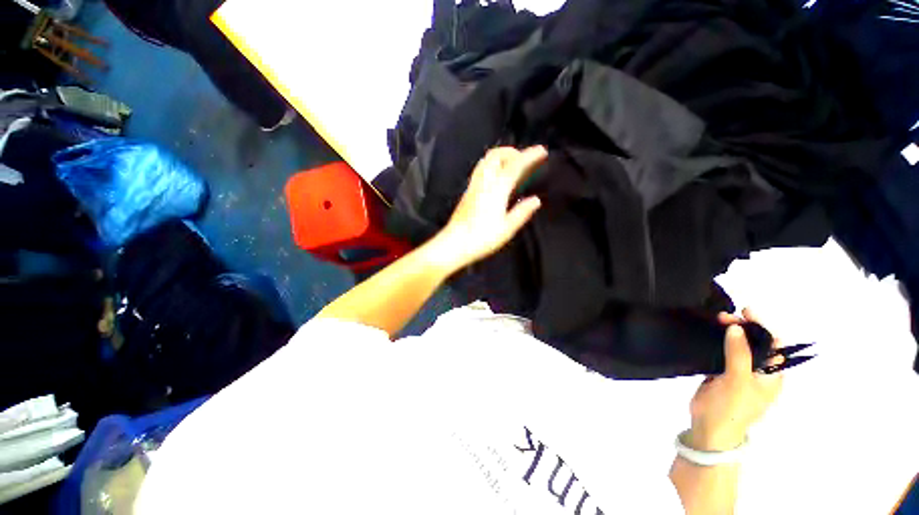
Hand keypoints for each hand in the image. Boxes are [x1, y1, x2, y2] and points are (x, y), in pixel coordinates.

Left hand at [431, 146, 547, 270]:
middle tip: (524, 158)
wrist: (454, 244)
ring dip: (500, 156)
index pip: (515, 165)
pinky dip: (492, 165)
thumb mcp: (507, 228)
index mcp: (497, 190)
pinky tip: (497, 177)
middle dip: (511, 151)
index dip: (529, 155)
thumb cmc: (482, 238)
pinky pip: (480, 170)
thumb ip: (522, 212)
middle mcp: (483, 183)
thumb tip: (536, 200)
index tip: (541, 150)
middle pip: (496, 155)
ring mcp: (473, 186)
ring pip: (486, 161)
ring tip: (512, 165)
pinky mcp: (467, 192)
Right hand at [685, 308, 784, 451]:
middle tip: (725, 316)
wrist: (710, 428)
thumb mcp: (738, 381)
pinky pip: (724, 352)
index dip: (762, 326)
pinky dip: (719, 341)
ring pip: (738, 346)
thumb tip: (736, 327)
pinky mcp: (722, 373)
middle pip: (756, 343)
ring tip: (716, 320)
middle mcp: (759, 372)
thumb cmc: (731, 408)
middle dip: (744, 327)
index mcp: (771, 375)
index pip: (774, 344)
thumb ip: (739, 354)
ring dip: (730, 332)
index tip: (745, 312)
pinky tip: (710, 333)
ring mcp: (740, 372)